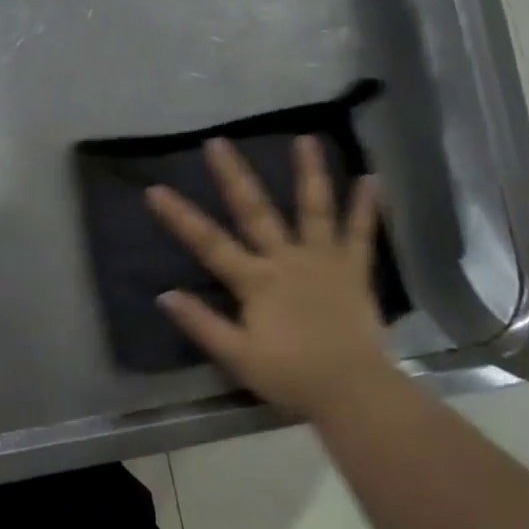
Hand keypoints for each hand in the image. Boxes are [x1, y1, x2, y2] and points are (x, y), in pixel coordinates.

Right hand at [145, 136, 391, 421]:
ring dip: (309, 173)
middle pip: (255, 211)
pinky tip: (372, 178)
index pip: (209, 243)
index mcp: (256, 281)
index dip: (181, 217)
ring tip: (305, 139)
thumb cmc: (290, 376)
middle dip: (234, 176)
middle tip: (218, 142)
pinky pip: (362, 233)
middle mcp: (287, 260)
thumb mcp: (237, 356)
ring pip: (314, 209)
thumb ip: (201, 324)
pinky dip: (367, 206)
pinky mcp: (354, 269)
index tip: (156, 190)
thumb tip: (164, 295)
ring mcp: (324, 260)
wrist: (351, 390)